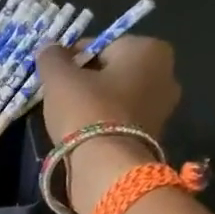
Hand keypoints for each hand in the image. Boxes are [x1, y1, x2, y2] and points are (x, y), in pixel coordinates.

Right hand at [35, 36, 180, 145]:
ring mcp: (163, 109)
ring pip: (118, 98)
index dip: (72, 59)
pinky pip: (122, 121)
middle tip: (59, 96)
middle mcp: (166, 74)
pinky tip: (84, 135)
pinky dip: (104, 124)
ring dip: (95, 104)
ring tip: (68, 118)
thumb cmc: (87, 110)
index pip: (101, 45)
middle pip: (113, 72)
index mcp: (149, 49)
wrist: (107, 167)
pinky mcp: (153, 137)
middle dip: (87, 81)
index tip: (53, 75)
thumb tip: (48, 46)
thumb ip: (52, 57)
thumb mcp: (60, 78)